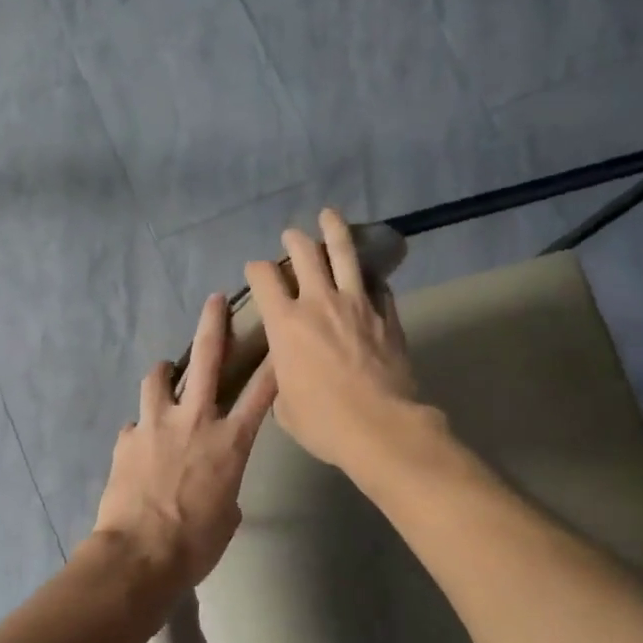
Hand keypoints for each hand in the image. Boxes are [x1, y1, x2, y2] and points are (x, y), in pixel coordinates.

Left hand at [93, 293, 278, 592]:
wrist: (139, 555)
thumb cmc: (195, 542)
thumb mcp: (228, 514)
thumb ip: (226, 485)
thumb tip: (213, 481)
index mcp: (229, 441)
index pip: (261, 392)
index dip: (273, 362)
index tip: (281, 337)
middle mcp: (194, 420)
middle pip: (207, 359)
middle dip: (213, 324)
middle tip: (214, 301)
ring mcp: (156, 424)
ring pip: (159, 378)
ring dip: (165, 372)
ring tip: (166, 373)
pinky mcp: (127, 438)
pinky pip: (136, 424)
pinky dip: (142, 428)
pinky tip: (140, 444)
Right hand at [243, 209, 418, 469]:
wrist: (380, 427)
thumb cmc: (323, 422)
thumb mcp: (285, 406)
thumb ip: (281, 379)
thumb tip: (287, 371)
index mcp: (285, 324)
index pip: (264, 279)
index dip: (257, 269)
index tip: (256, 270)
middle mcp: (318, 303)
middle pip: (305, 254)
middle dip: (294, 240)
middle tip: (292, 235)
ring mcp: (357, 304)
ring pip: (344, 254)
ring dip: (334, 231)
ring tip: (329, 216)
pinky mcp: (386, 314)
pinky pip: (376, 285)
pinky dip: (368, 276)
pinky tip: (368, 273)